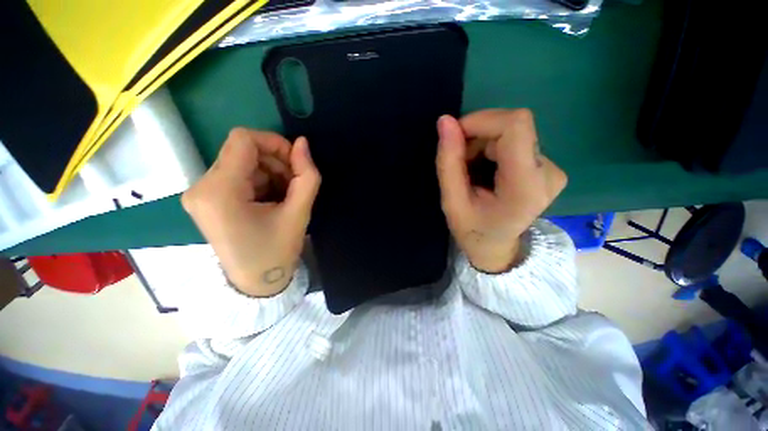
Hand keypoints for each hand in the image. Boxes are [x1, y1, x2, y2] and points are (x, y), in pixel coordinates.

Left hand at [182, 128, 320, 296]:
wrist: (256, 282)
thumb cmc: (277, 251)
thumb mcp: (299, 213)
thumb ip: (307, 176)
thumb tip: (303, 144)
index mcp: (219, 191)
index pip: (243, 140)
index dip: (274, 143)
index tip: (296, 163)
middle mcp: (201, 187)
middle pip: (242, 151)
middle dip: (275, 162)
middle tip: (295, 185)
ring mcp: (200, 193)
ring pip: (242, 162)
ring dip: (270, 172)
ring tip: (285, 196)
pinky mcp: (206, 199)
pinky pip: (238, 175)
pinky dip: (261, 181)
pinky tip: (272, 199)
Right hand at [435, 109, 566, 272]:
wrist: (496, 247)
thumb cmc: (472, 230)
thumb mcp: (452, 201)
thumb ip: (448, 162)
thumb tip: (445, 121)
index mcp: (526, 186)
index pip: (515, 126)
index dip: (482, 121)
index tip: (456, 135)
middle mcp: (548, 172)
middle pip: (512, 128)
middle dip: (477, 138)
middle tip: (460, 164)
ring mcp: (552, 168)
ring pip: (511, 132)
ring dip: (482, 145)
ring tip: (471, 172)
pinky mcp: (546, 165)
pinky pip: (515, 140)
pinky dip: (491, 148)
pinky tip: (484, 170)